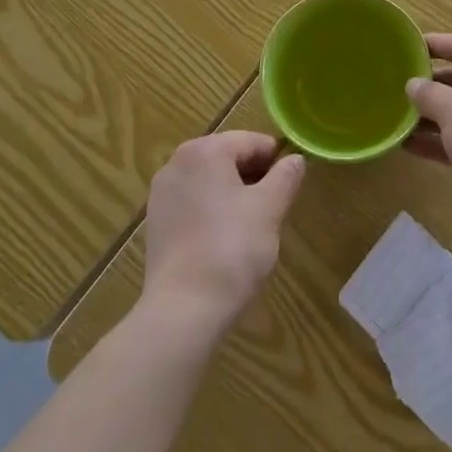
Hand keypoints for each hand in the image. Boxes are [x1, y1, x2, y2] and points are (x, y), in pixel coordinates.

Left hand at [141, 132, 305, 339]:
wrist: (183, 310)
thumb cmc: (232, 249)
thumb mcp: (270, 209)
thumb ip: (285, 177)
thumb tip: (295, 159)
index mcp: (204, 150)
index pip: (250, 141)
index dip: (275, 159)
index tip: (291, 184)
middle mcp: (177, 162)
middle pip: (227, 158)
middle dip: (253, 177)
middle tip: (275, 207)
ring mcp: (162, 193)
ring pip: (210, 181)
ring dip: (233, 194)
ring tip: (253, 226)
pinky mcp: (156, 223)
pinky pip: (193, 204)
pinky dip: (212, 212)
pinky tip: (225, 241)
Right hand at [405, 33, 451, 217]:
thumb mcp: (451, 108)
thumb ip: (428, 93)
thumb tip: (414, 85)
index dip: (434, 45)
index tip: (407, 47)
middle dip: (432, 86)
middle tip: (400, 87)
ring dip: (434, 116)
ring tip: (399, 119)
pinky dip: (444, 140)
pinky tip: (412, 147)